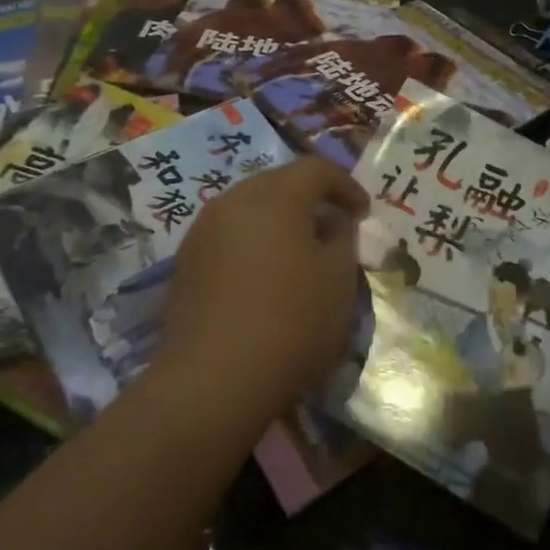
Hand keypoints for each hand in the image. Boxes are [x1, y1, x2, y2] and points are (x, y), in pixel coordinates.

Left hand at [159, 157, 367, 415]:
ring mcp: (203, 231)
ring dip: (278, 219)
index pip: (316, 169)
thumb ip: (343, 239)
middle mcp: (234, 201)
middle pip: (279, 182)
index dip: (346, 186)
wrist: (213, 381)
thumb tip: (334, 223)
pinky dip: (252, 242)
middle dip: (310, 198)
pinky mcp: (185, 262)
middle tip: (333, 226)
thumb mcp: (339, 280)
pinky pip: (228, 235)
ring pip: (250, 208)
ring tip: (298, 251)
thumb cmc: (291, 322)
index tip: (364, 213)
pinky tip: (264, 276)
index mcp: (276, 196)